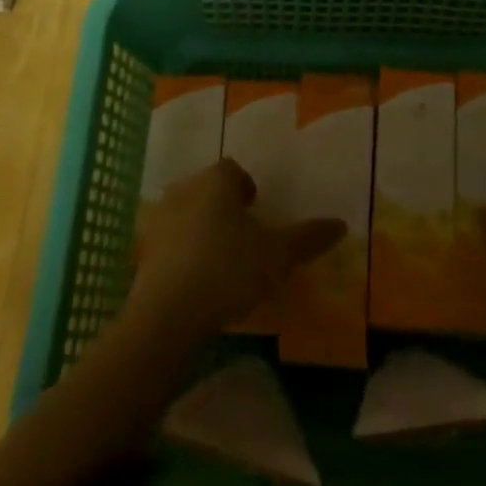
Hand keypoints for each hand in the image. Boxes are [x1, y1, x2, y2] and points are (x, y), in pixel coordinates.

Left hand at [131, 158, 344, 339]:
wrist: (167, 314)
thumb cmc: (228, 269)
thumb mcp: (278, 256)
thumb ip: (308, 238)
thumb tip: (342, 224)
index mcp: (216, 180)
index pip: (234, 171)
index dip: (248, 189)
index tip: (258, 213)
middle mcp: (185, 189)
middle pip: (208, 190)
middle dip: (224, 208)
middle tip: (243, 237)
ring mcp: (159, 219)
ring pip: (187, 215)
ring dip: (202, 230)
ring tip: (221, 262)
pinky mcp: (143, 252)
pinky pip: (170, 244)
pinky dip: (183, 255)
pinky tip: (197, 283)